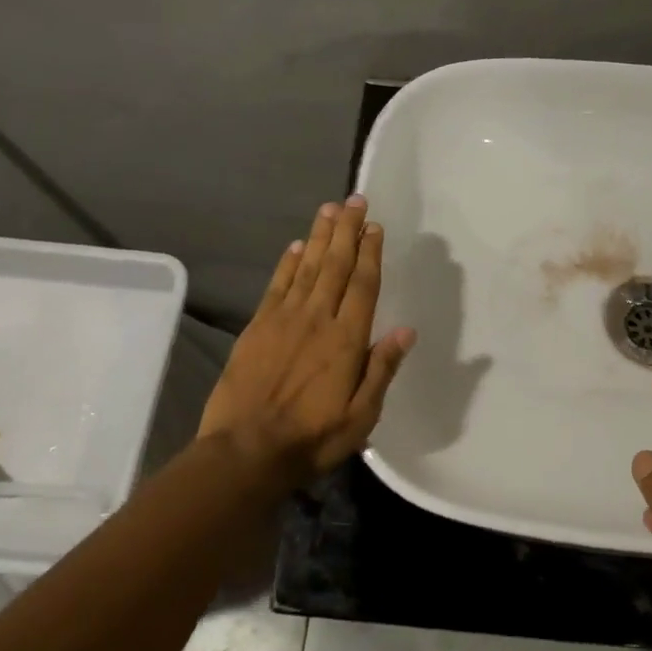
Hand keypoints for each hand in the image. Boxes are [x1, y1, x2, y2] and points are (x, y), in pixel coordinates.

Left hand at [200, 196, 415, 484]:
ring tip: (329, 209)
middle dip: (347, 230)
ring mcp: (284, 319)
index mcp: (346, 339)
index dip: (369, 253)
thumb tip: (406, 330)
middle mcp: (317, 318)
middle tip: (354, 200)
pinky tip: (296, 246)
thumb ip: (382, 370)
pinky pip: (277, 285)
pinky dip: (288, 263)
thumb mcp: (361, 416)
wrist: (245, 451)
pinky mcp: (257, 326)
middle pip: (335, 265)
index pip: (363, 284)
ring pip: (306, 267)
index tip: (375, 226)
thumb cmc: (312, 438)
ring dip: (319, 236)